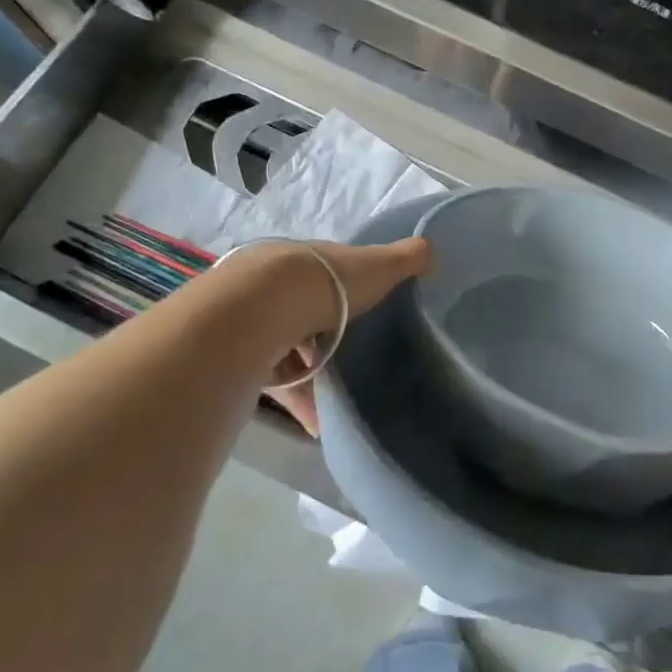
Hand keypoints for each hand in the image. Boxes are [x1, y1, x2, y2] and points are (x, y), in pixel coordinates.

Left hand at [264, 238, 431, 437]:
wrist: (264, 308)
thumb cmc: (327, 282)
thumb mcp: (377, 265)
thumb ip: (404, 259)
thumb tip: (431, 249)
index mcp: (305, 260)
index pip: (325, 274)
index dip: (346, 293)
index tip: (364, 316)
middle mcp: (274, 284)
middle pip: (302, 311)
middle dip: (324, 339)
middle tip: (350, 363)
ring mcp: (253, 319)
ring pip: (285, 348)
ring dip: (310, 375)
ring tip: (337, 402)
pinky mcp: (241, 356)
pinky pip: (273, 381)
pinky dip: (297, 401)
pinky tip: (317, 421)